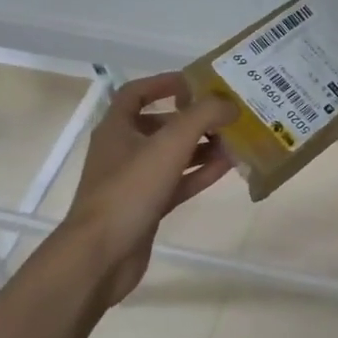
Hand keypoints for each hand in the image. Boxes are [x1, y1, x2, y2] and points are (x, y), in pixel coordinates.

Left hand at [62, 74, 237, 305]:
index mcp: (117, 127)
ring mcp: (134, 180)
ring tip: (235, 139)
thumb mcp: (170, 144)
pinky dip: (200, 173)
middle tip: (227, 114)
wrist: (102, 255)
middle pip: (161, 124)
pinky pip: (178, 182)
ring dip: (202, 146)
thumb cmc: (130, 190)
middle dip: (194, 118)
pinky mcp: (147, 206)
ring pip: (173, 155)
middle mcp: (123, 150)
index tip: (197, 83)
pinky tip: (227, 167)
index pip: (137, 93)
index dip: (165, 83)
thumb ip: (203, 117)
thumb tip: (230, 104)